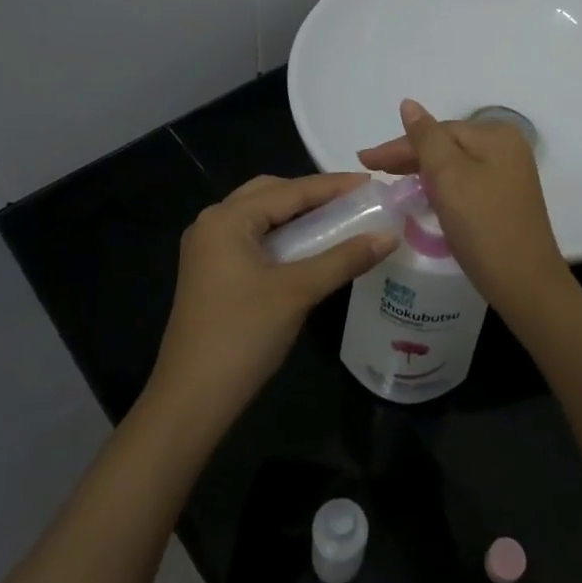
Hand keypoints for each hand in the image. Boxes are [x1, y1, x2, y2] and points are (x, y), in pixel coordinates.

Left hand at [148, 173, 394, 430]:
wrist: (192, 399)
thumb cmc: (243, 336)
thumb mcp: (297, 292)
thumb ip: (344, 258)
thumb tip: (389, 235)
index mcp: (227, 219)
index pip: (289, 191)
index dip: (333, 186)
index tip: (373, 184)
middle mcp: (212, 223)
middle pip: (270, 194)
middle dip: (312, 195)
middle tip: (354, 201)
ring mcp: (208, 250)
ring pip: (260, 217)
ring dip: (297, 215)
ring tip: (338, 218)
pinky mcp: (211, 273)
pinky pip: (253, 238)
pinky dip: (282, 236)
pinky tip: (309, 247)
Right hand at [357, 99, 570, 316]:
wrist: (524, 283)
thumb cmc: (482, 224)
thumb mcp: (448, 175)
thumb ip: (425, 137)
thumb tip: (409, 104)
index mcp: (495, 135)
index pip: (436, 131)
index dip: (399, 146)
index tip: (365, 161)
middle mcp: (507, 148)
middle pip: (447, 144)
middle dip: (409, 157)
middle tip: (372, 169)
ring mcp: (509, 174)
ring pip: (455, 164)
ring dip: (423, 171)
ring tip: (392, 181)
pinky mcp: (506, 199)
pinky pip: (466, 182)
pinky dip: (442, 186)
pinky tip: (424, 195)